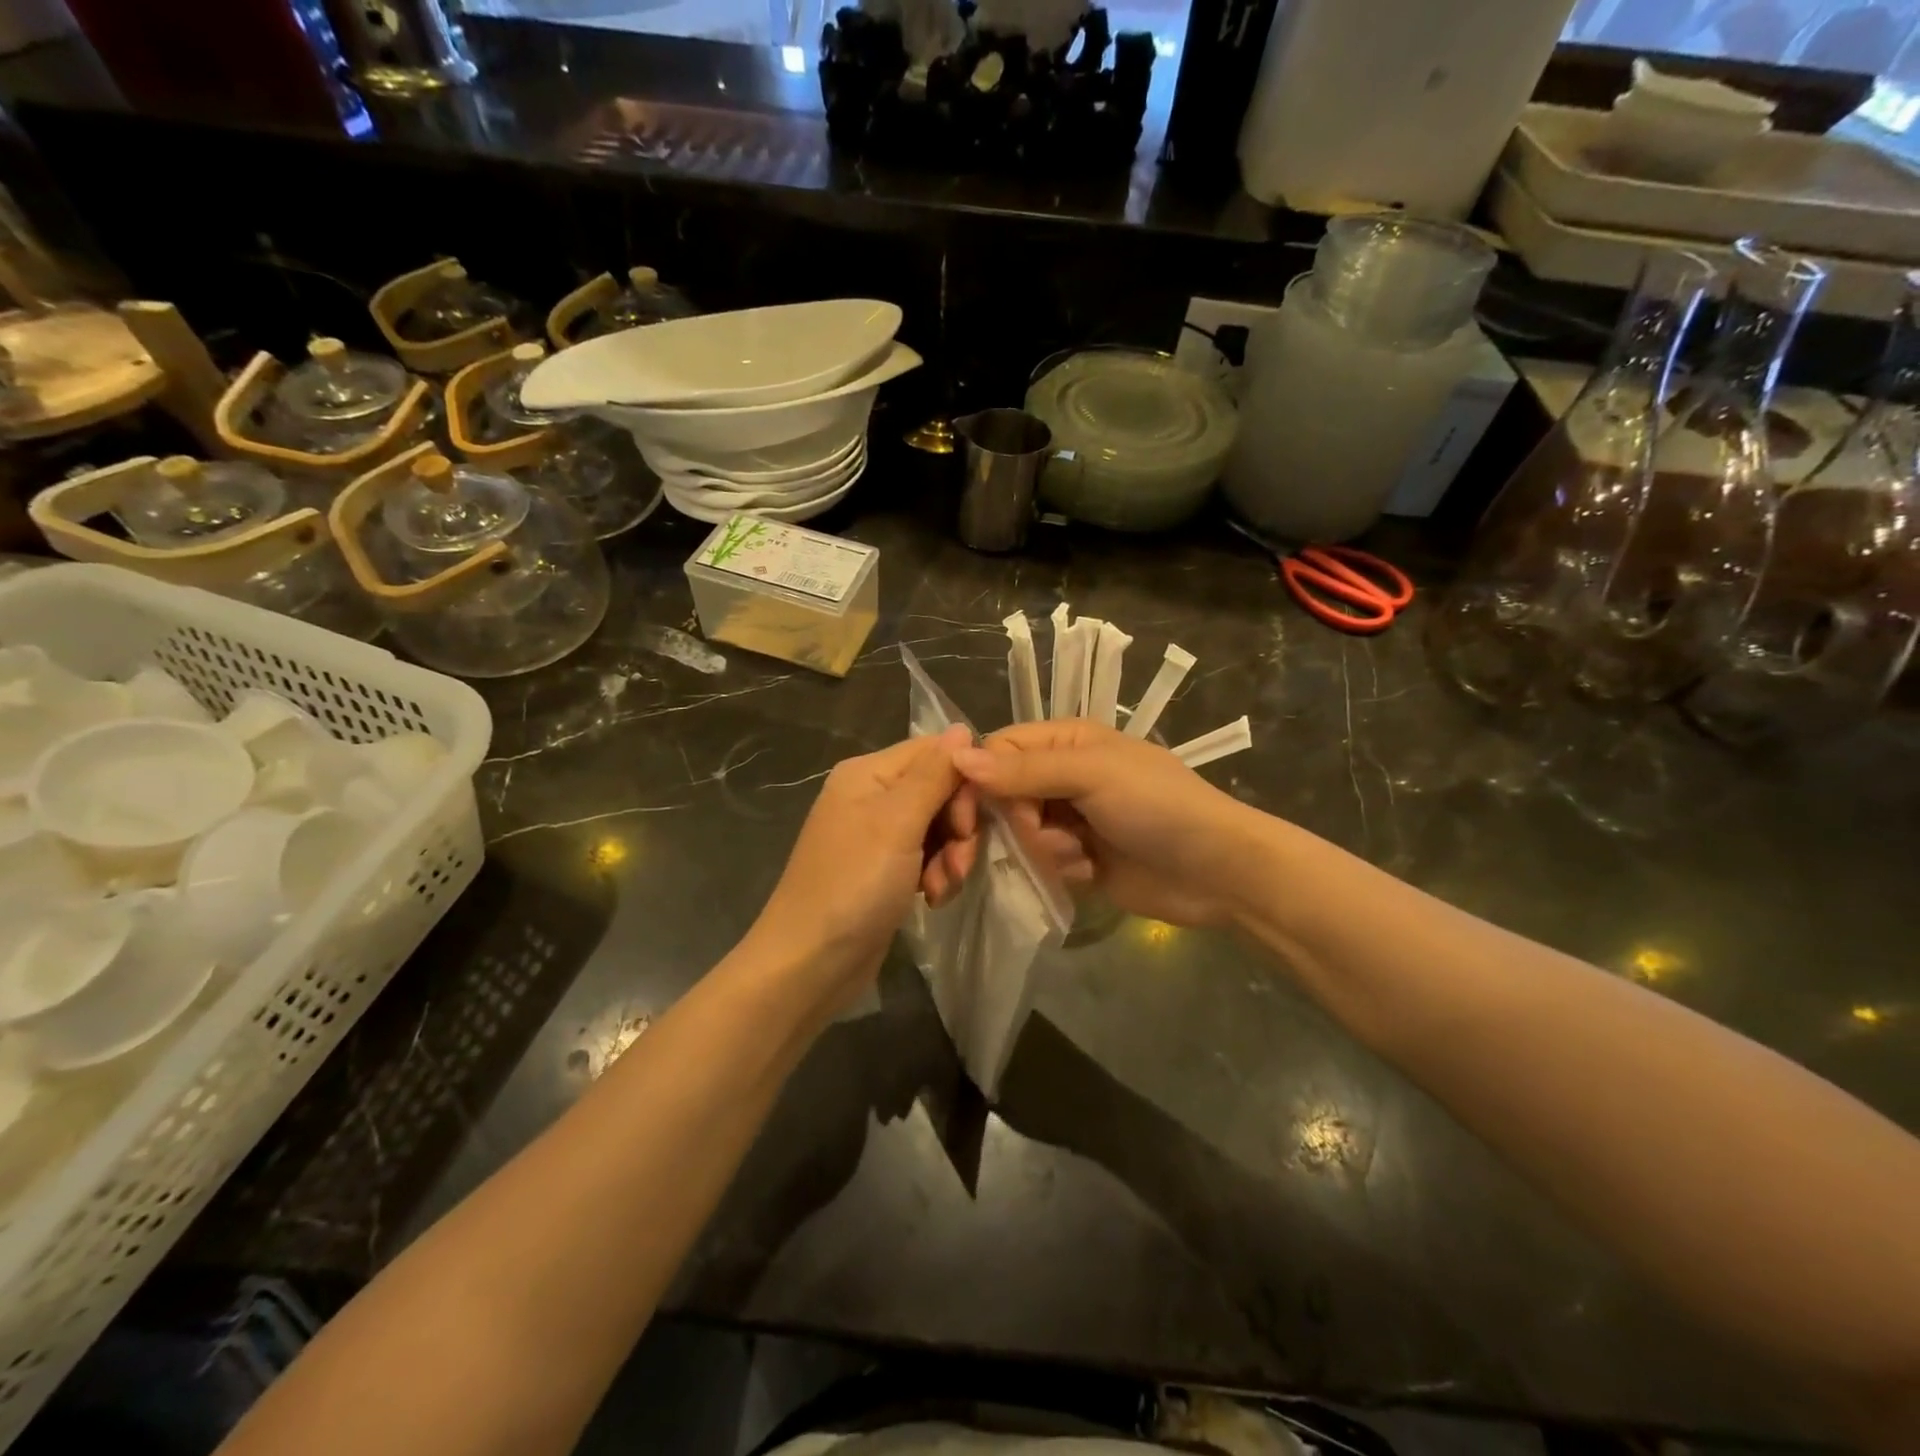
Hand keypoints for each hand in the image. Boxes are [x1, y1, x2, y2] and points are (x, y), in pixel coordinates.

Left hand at [751, 727, 979, 999]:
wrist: (809, 963)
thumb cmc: (852, 885)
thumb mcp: (897, 823)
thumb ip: (934, 773)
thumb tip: (963, 726)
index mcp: (868, 772)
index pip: (936, 753)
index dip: (962, 783)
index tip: (968, 823)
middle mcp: (871, 795)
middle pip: (940, 790)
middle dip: (958, 828)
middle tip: (957, 862)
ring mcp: (877, 835)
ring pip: (938, 827)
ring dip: (950, 857)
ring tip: (940, 888)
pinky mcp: (884, 869)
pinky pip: (926, 857)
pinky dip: (936, 875)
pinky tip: (932, 899)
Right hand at [953, 720, 1264, 927]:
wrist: (1216, 871)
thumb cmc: (1157, 806)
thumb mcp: (1092, 775)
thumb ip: (1025, 770)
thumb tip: (957, 757)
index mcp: (1066, 742)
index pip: (998, 750)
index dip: (980, 781)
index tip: (972, 816)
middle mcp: (1063, 776)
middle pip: (1005, 796)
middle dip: (1022, 824)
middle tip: (1054, 836)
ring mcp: (1071, 819)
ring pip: (1021, 834)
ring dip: (1046, 850)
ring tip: (1081, 856)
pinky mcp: (1079, 859)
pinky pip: (1042, 863)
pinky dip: (1061, 869)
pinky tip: (1091, 872)